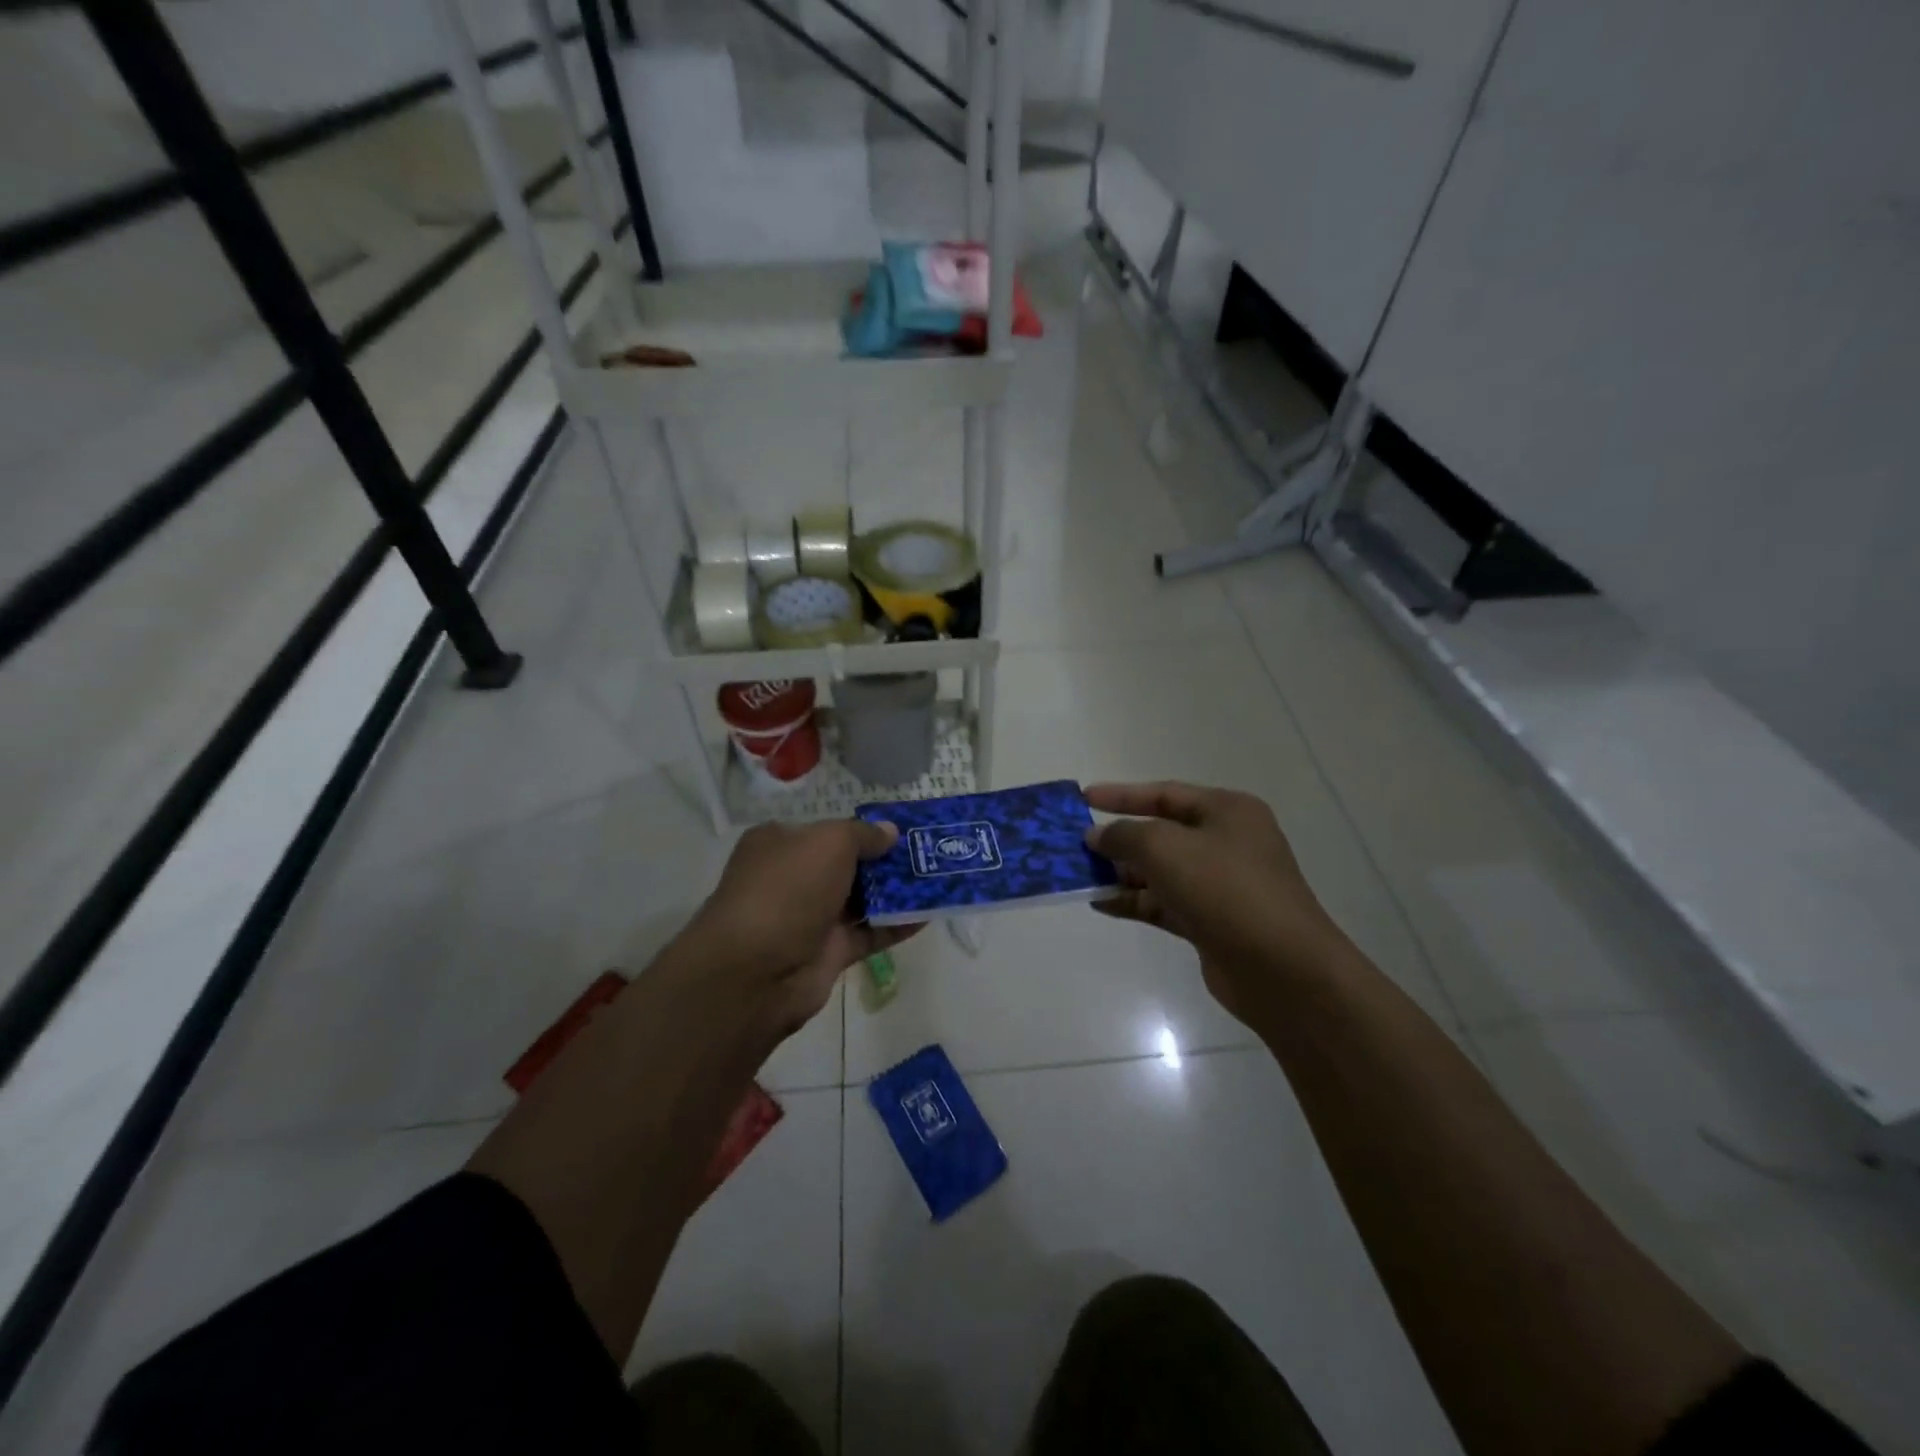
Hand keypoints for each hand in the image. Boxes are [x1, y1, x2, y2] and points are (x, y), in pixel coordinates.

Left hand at [677, 819, 919, 1038]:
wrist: (757, 970)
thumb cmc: (788, 888)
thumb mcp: (829, 842)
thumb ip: (864, 834)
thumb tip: (890, 832)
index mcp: (779, 844)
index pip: (825, 831)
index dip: (861, 829)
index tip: (900, 829)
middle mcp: (792, 879)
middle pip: (846, 865)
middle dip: (884, 860)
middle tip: (928, 852)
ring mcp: (810, 918)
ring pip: (861, 899)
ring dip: (896, 891)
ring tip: (938, 878)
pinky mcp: (828, 953)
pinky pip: (869, 933)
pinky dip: (897, 925)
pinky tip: (929, 913)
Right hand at [1085, 782, 1350, 1025]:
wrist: (1282, 969)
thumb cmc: (1225, 890)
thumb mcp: (1165, 848)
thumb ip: (1124, 835)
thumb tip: (1098, 836)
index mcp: (1227, 811)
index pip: (1165, 794)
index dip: (1122, 794)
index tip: (1084, 797)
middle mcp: (1226, 843)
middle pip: (1161, 833)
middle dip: (1118, 838)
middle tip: (1075, 843)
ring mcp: (1220, 885)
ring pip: (1160, 871)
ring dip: (1121, 872)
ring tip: (1078, 874)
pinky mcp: (1211, 922)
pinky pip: (1163, 903)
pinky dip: (1134, 900)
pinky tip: (1100, 902)